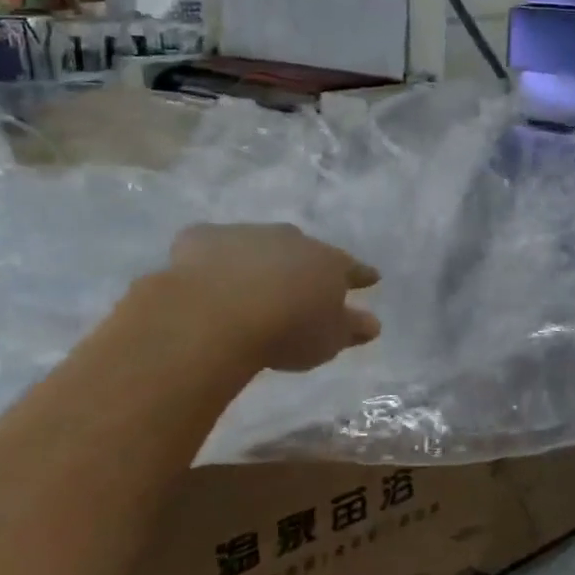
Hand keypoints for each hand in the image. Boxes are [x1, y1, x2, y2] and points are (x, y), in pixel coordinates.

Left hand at [165, 223, 379, 373]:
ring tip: (251, 282)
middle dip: (305, 263)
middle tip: (302, 280)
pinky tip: (204, 275)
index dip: (361, 275)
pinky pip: (212, 246)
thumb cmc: (286, 330)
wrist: (216, 314)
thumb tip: (373, 323)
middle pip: (304, 250)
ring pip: (258, 244)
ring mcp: (245, 234)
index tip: (371, 278)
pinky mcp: (201, 238)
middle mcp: (291, 240)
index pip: (351, 267)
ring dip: (259, 259)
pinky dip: (213, 258)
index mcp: (327, 262)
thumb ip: (351, 329)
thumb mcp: (328, 340)